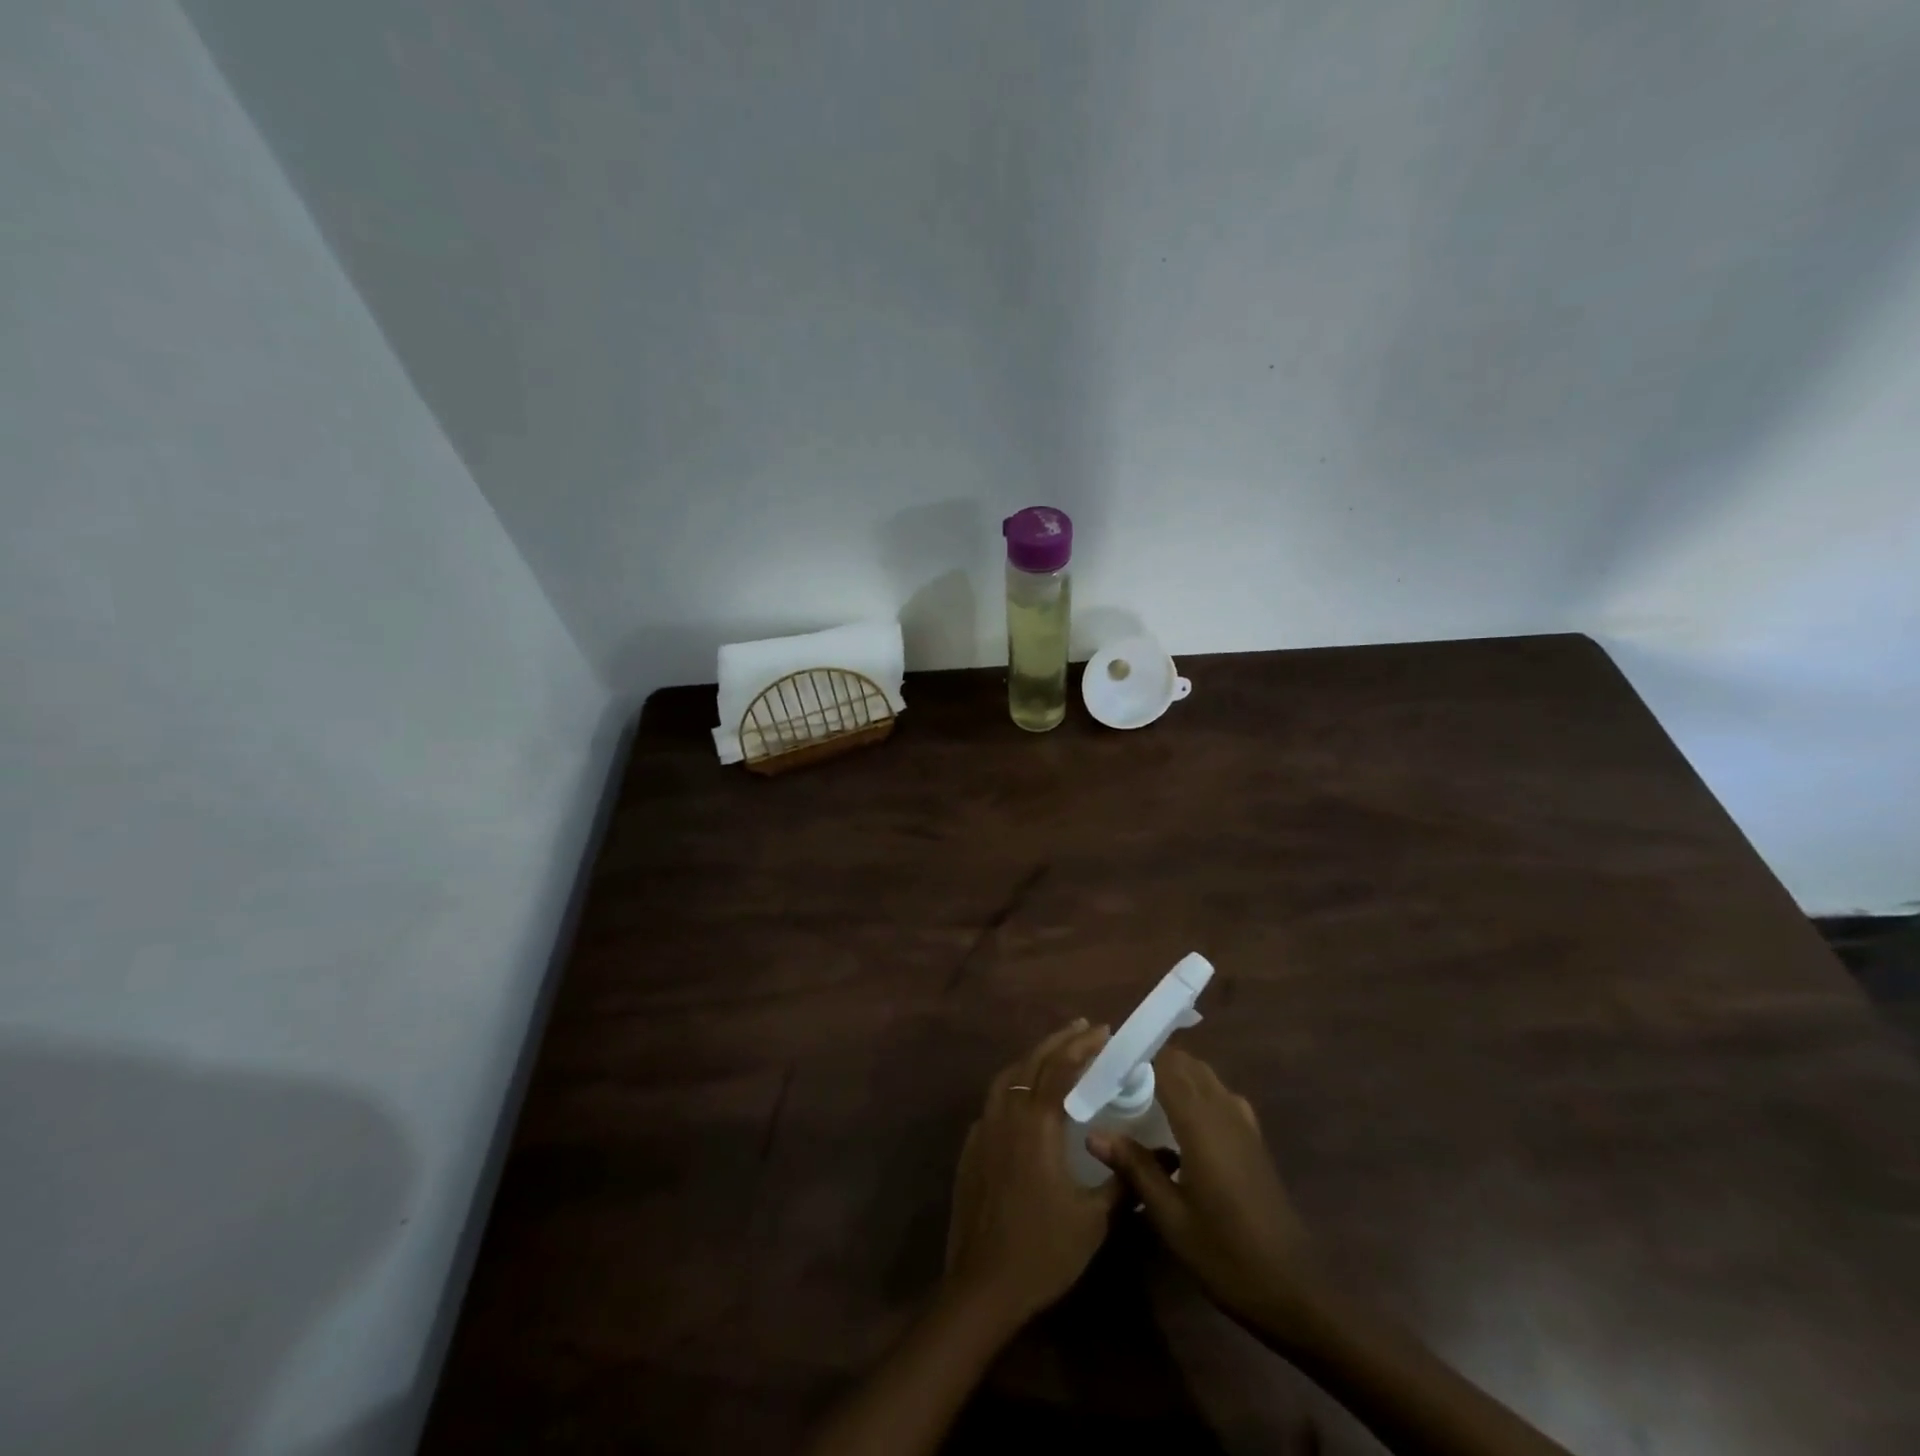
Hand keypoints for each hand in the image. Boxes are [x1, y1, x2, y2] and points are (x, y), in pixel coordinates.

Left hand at [944, 1019, 1119, 1325]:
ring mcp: (984, 1126)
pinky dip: (1015, 1083)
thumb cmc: (1043, 1250)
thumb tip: (1161, 1156)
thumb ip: (1122, 1181)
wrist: (983, 1284)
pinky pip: (995, 1099)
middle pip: (1033, 1061)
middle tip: (1085, 1028)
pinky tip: (1026, 1096)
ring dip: (1034, 1057)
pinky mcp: (972, 1145)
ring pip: (1009, 1076)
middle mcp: (1008, 1112)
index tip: (1105, 1032)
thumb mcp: (1093, 1218)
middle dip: (1060, 1041)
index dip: (1084, 1046)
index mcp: (1037, 1121)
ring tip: (1057, 1052)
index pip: (1062, 1067)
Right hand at [1089, 1047, 1319, 1334]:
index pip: (1166, 1064)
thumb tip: (1093, 1134)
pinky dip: (1197, 1091)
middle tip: (1117, 1077)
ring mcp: (1243, 1124)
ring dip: (1175, 1073)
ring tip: (1141, 1092)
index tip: (1106, 1059)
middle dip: (1152, 1060)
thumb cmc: (1225, 1255)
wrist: (1294, 1291)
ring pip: (1205, 1076)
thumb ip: (1134, 1167)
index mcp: (1200, 1123)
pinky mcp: (1253, 1139)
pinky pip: (1220, 1095)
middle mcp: (1223, 1111)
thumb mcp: (1171, 1217)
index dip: (1137, 1054)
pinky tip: (1181, 1119)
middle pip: (1186, 1063)